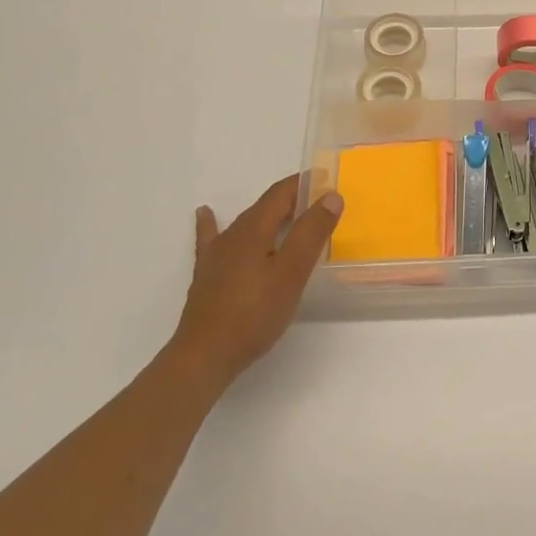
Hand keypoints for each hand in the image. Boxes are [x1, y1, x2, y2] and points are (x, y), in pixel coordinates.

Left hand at [167, 175, 344, 383]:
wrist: (205, 355)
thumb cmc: (255, 313)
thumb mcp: (292, 272)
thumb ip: (312, 232)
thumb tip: (330, 195)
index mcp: (254, 228)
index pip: (281, 193)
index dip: (303, 183)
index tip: (326, 180)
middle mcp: (233, 234)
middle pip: (265, 206)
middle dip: (291, 199)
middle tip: (318, 202)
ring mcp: (217, 255)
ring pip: (246, 223)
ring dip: (268, 214)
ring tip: (285, 211)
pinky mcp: (208, 275)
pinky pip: (213, 239)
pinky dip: (212, 223)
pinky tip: (205, 214)